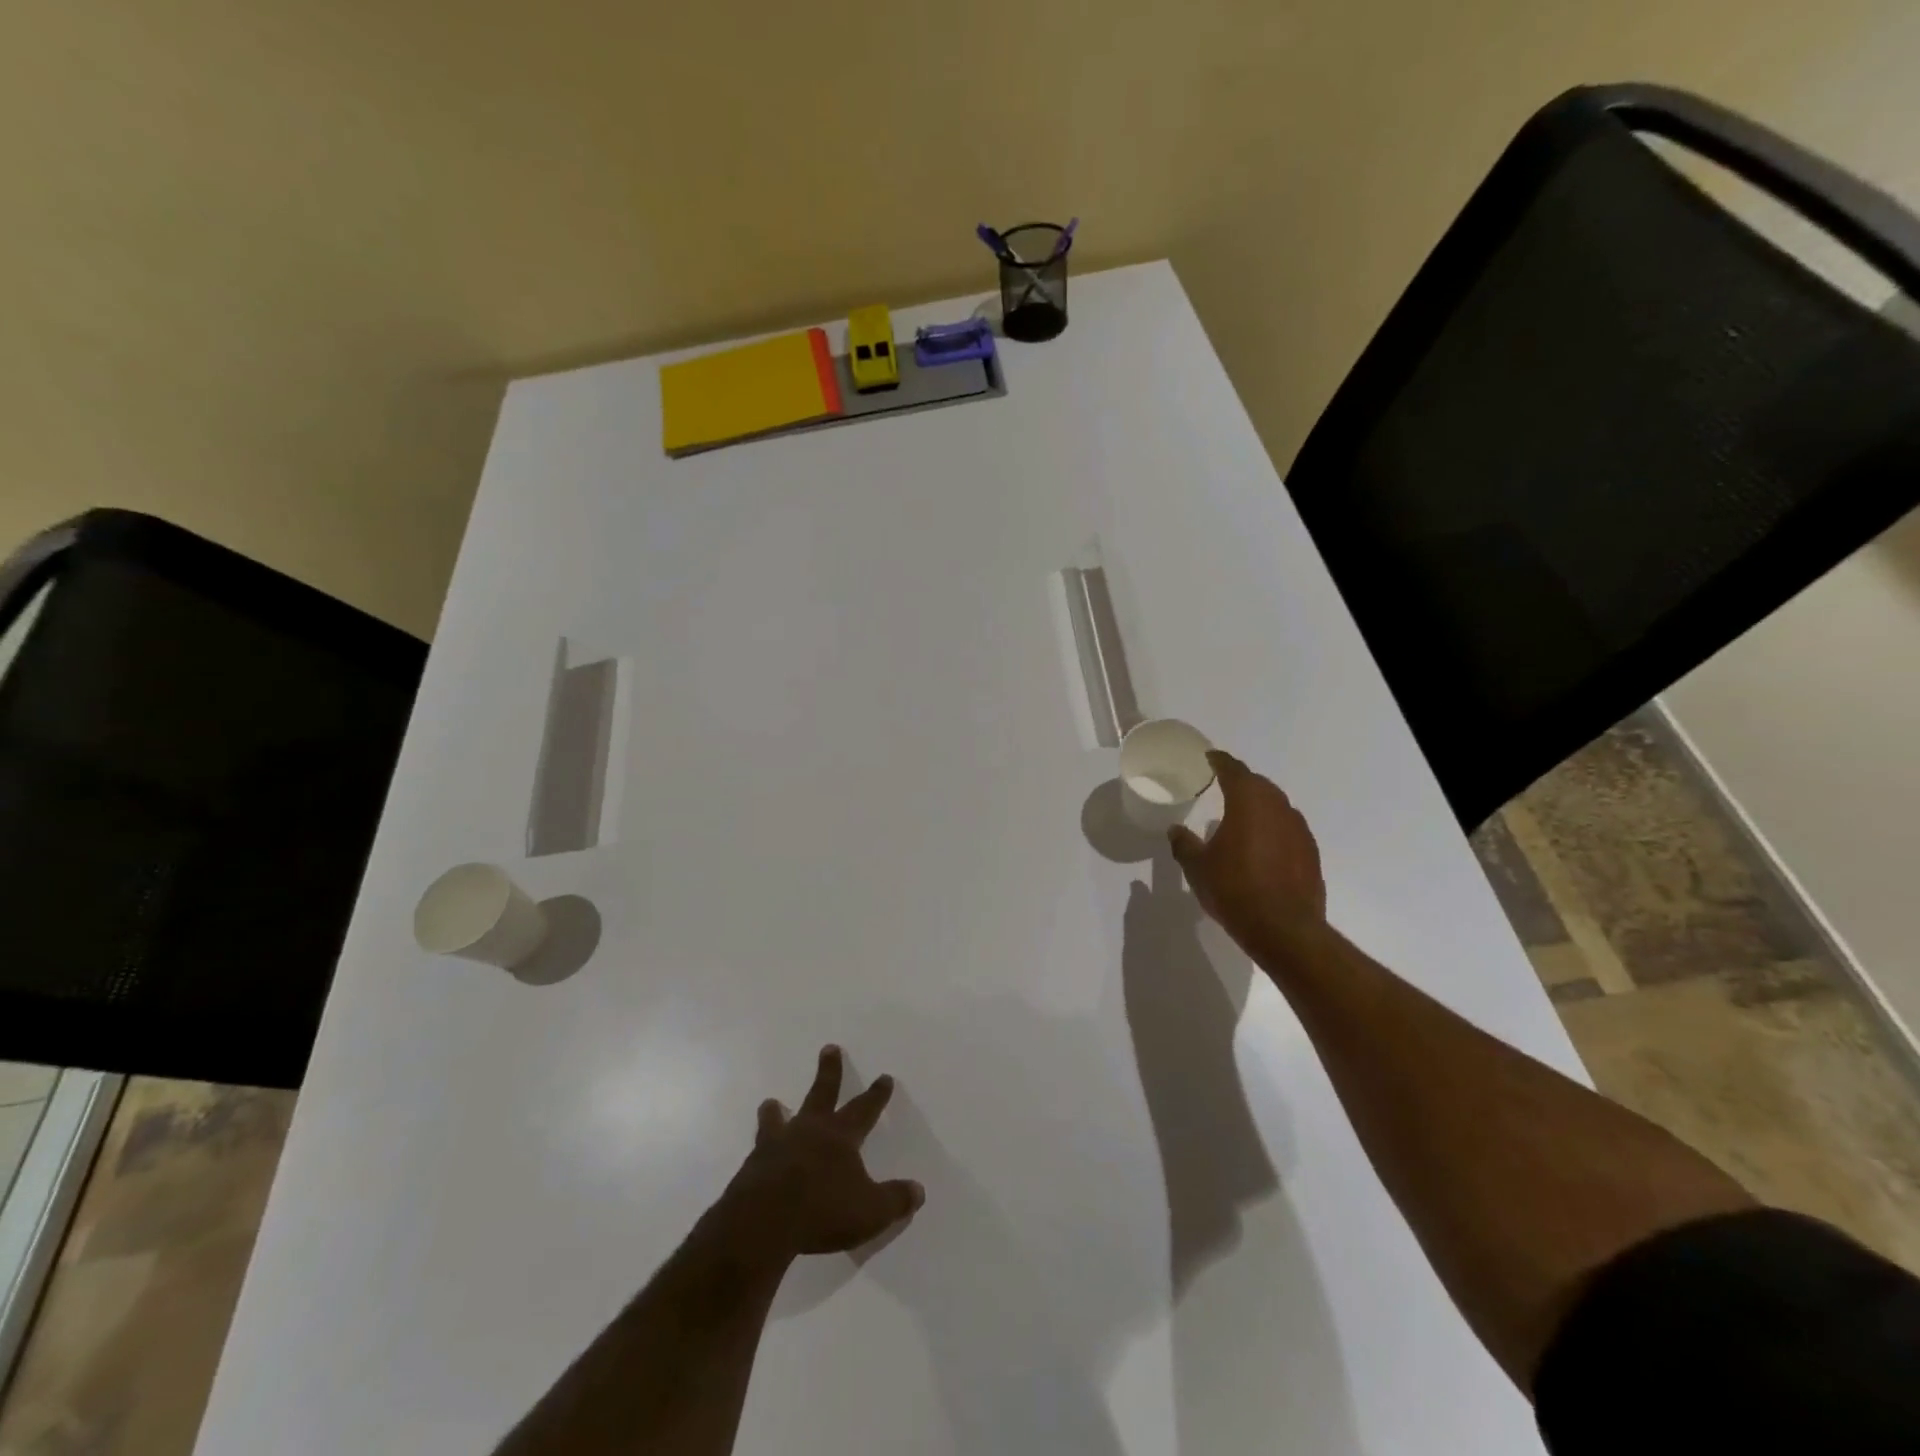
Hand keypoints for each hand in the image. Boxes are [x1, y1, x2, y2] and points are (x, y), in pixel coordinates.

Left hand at [720, 1045, 924, 1261]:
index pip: (864, 1109)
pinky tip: (756, 1154)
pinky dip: (761, 1147)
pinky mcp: (752, 1166)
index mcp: (840, 1136)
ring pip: (778, 1118)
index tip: (884, 1077)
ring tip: (772, 1102)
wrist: (762, 1222)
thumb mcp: (870, 1211)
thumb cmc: (822, 1210)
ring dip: (777, 1110)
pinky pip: (758, 1149)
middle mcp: (809, 1130)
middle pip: (821, 1093)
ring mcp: (777, 1145)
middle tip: (829, 1048)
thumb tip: (919, 1191)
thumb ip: (895, 1200)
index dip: (876, 1094)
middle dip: (829, 1071)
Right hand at [1168, 750, 1326, 953]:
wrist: (1284, 929)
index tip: (1210, 758)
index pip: (1234, 770)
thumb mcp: (1197, 868)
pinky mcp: (1311, 853)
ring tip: (1241, 816)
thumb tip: (1175, 830)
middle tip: (1223, 785)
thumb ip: (1184, 844)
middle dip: (1241, 781)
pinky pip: (1288, 828)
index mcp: (1248, 803)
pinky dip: (1273, 828)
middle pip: (1259, 784)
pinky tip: (1261, 845)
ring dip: (1259, 805)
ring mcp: (1299, 830)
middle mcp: (1278, 808)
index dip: (1220, 761)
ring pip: (1277, 806)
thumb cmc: (1234, 890)